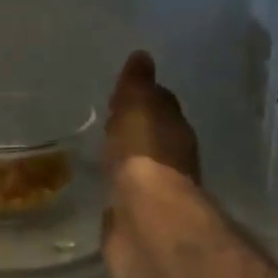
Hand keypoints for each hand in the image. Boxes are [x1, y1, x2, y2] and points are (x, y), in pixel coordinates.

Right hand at [102, 51, 201, 277]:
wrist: (144, 220)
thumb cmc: (143, 157)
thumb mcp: (137, 109)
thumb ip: (137, 87)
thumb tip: (142, 57)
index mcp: (174, 131)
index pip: (161, 106)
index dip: (145, 97)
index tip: (125, 91)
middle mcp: (170, 162)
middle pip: (152, 138)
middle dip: (135, 130)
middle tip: (112, 120)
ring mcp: (153, 194)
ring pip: (137, 168)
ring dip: (125, 161)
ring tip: (102, 152)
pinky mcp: (134, 221)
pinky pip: (123, 196)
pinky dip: (116, 189)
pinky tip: (102, 186)